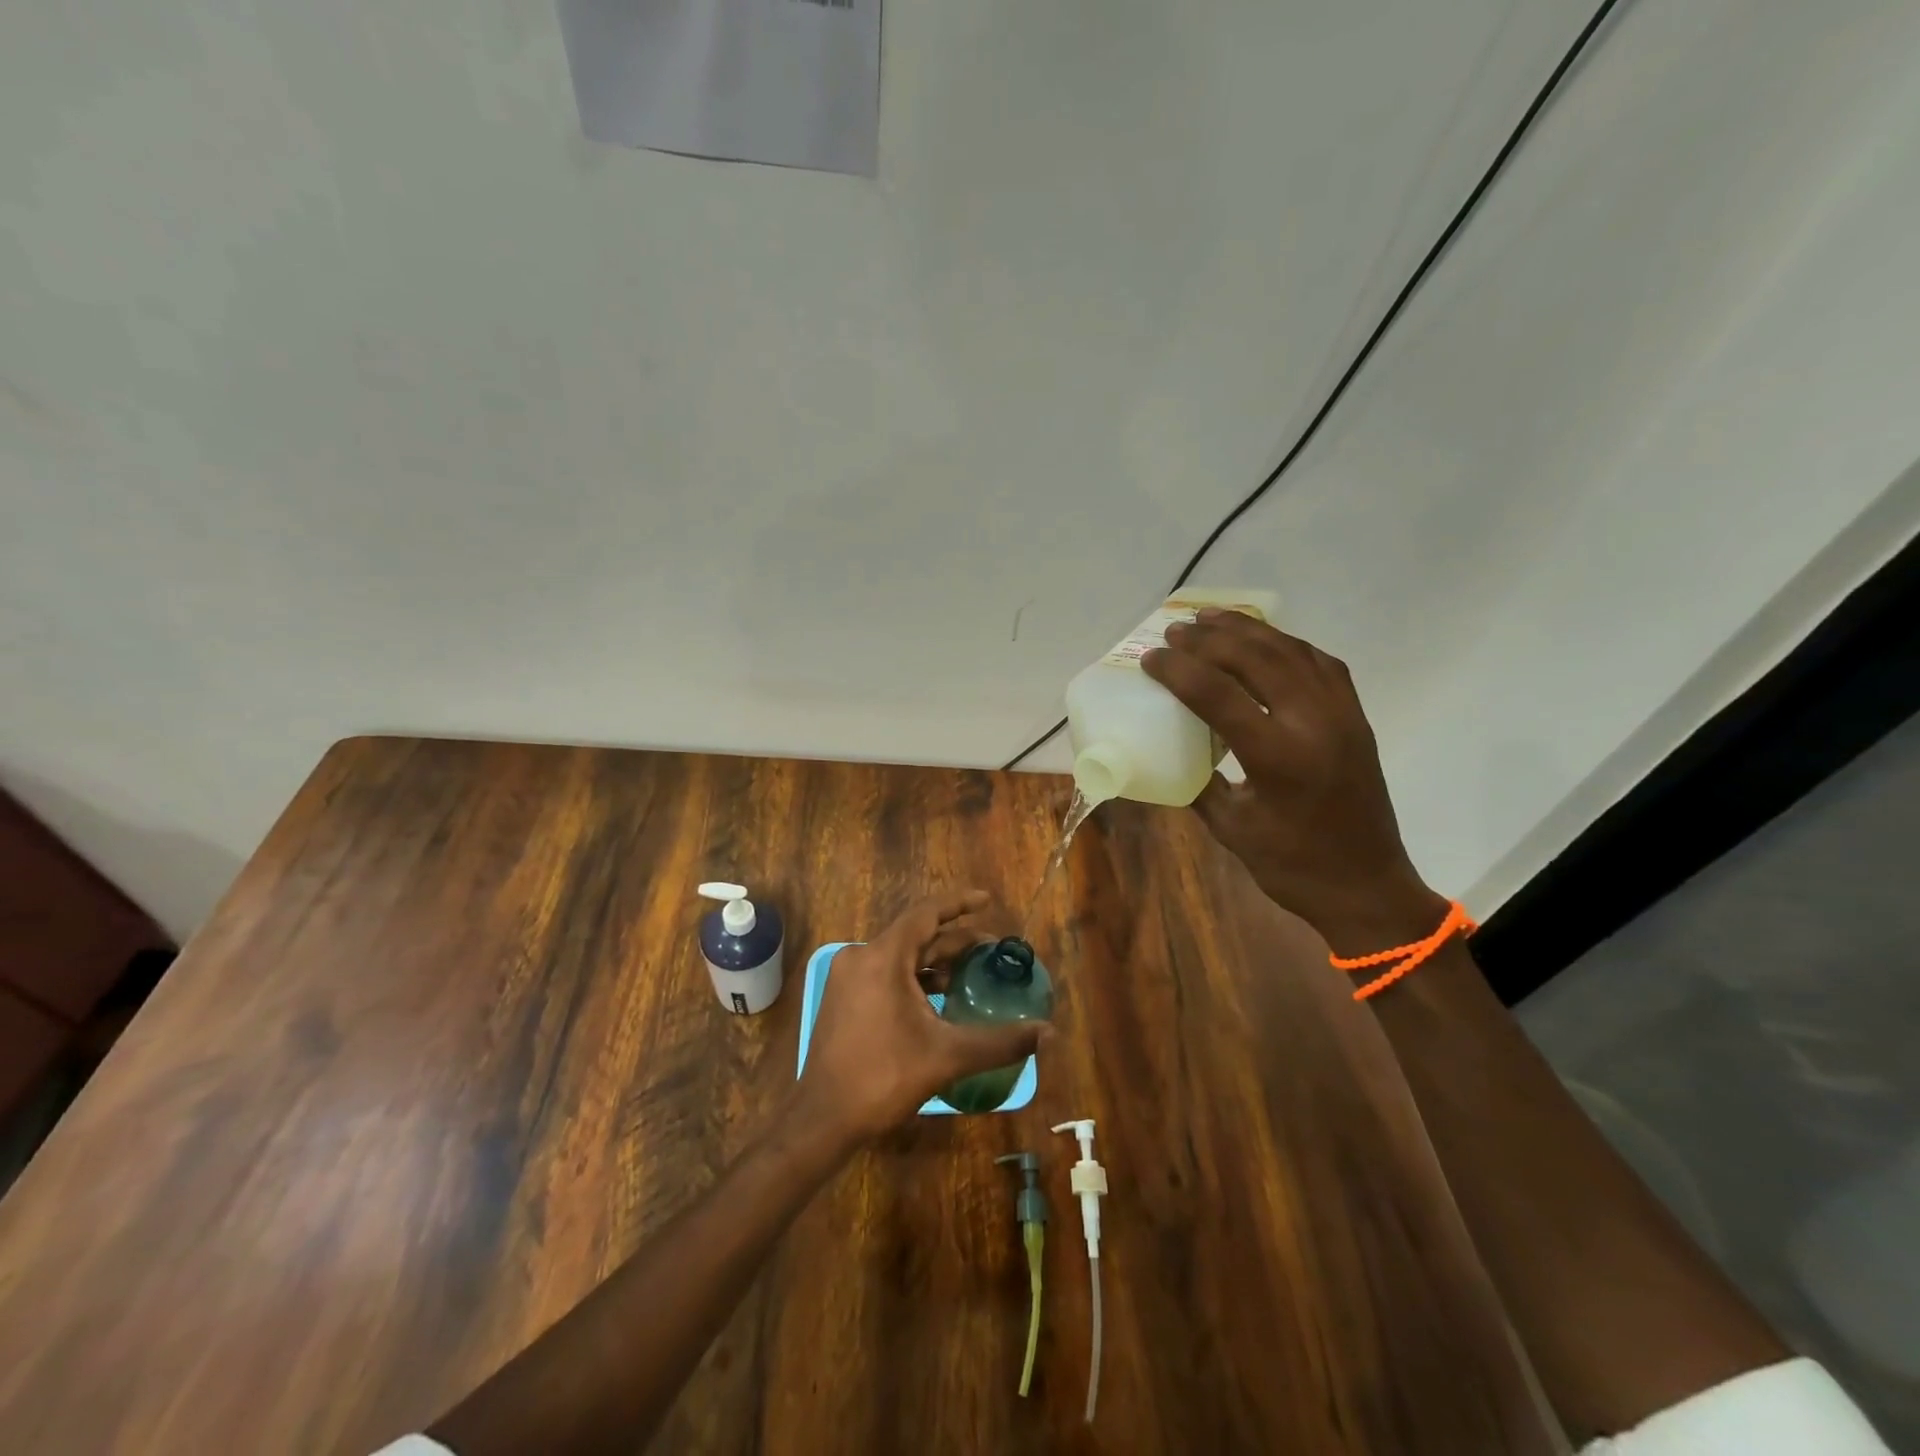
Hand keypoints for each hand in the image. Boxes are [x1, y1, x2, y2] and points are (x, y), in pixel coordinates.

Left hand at [799, 890, 1047, 1142]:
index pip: (926, 914)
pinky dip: (914, 977)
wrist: (823, 1119)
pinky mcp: (844, 998)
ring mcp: (848, 978)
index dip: (959, 903)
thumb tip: (1048, 1033)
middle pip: (915, 935)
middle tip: (991, 947)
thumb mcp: (947, 1057)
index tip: (987, 900)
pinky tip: (938, 997)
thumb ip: (999, 1041)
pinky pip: (886, 973)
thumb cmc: (884, 1078)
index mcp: (883, 957)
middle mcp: (861, 957)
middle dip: (954, 939)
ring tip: (971, 971)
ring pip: (900, 956)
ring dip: (935, 960)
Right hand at [1142, 609, 1447, 955]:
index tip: (1151, 657)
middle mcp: (1314, 724)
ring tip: (1211, 618)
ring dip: (1247, 630)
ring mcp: (1342, 716)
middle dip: (1210, 639)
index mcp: (1278, 758)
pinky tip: (1264, 641)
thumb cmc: (1292, 866)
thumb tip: (1168, 751)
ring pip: (1291, 651)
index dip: (1178, 670)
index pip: (1218, 695)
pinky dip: (1286, 644)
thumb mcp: (1231, 828)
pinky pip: (1320, 663)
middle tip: (1175, 630)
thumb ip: (1199, 783)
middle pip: (1256, 659)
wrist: (1367, 887)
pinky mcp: (1356, 717)